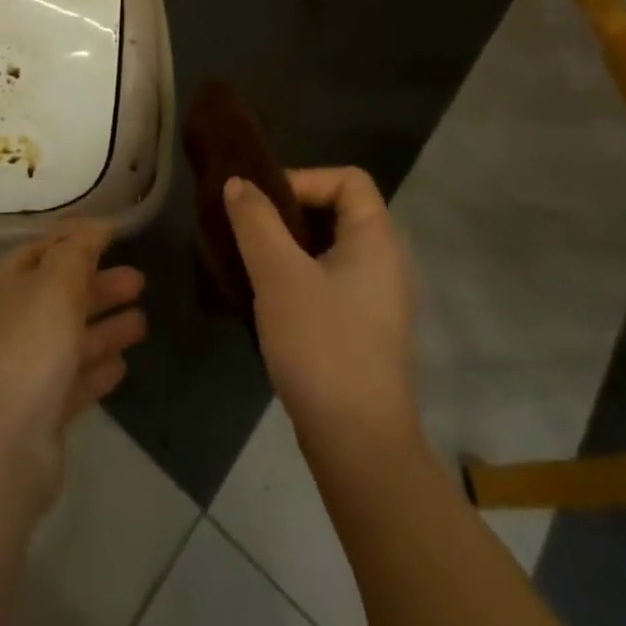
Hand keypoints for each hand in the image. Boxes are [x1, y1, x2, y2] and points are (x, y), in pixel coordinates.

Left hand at [0, 222, 146, 512]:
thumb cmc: (25, 349)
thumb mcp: (54, 283)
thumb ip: (78, 250)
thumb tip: (96, 225)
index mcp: (6, 286)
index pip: (42, 251)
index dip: (75, 240)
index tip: (113, 235)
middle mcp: (12, 324)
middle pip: (60, 295)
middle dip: (99, 285)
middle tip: (140, 280)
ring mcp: (25, 372)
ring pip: (71, 339)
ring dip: (105, 327)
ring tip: (143, 321)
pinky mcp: (41, 415)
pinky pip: (75, 381)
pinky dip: (98, 369)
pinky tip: (123, 365)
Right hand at [224, 168, 415, 434]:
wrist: (359, 447)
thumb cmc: (321, 345)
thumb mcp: (278, 274)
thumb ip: (256, 221)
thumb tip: (238, 183)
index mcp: (377, 239)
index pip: (348, 178)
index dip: (305, 179)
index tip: (265, 204)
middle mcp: (386, 261)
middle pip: (338, 209)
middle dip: (290, 212)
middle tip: (251, 230)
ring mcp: (378, 299)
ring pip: (331, 247)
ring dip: (290, 246)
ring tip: (253, 262)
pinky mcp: (365, 329)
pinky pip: (331, 279)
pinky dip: (301, 275)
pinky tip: (270, 299)